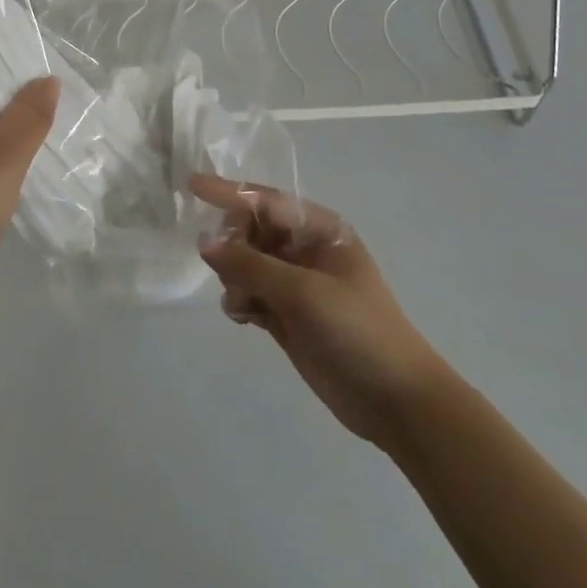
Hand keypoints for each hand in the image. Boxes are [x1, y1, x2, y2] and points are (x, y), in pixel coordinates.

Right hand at [192, 173, 449, 451]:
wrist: (395, 402)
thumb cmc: (357, 330)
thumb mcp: (302, 292)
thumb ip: (249, 264)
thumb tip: (203, 242)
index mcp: (319, 230)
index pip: (265, 201)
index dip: (228, 192)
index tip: (191, 185)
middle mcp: (304, 249)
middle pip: (250, 230)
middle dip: (233, 246)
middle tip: (232, 273)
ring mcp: (295, 284)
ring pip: (244, 264)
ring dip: (235, 279)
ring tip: (245, 304)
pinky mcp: (286, 315)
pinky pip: (248, 293)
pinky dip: (240, 301)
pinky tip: (245, 318)